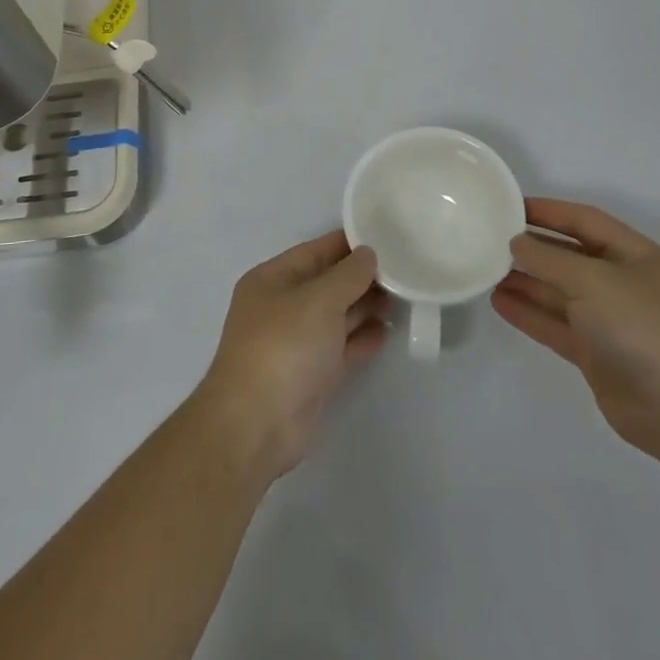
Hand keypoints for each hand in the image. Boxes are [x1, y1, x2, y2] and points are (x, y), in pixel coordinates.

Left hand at [193, 231, 386, 482]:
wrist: (257, 424)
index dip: (347, 244)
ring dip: (365, 307)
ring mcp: (296, 343)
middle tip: (403, 269)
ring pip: (336, 316)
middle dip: (361, 277)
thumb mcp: (318, 300)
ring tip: (402, 297)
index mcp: (271, 280)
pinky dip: (362, 339)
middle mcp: (282, 307)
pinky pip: (341, 348)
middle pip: (327, 283)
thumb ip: (348, 275)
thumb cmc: (283, 346)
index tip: (385, 235)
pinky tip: (388, 331)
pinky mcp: (311, 376)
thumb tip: (368, 254)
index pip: (314, 251)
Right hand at [492, 198, 659, 465]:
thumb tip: (516, 243)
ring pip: (557, 291)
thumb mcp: (593, 280)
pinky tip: (498, 302)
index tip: (506, 205)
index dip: (547, 210)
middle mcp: (620, 282)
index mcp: (632, 254)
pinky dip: (528, 313)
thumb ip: (548, 259)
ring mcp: (607, 320)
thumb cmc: (643, 327)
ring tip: (484, 270)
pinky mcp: (594, 353)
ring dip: (524, 280)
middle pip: (568, 255)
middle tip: (487, 239)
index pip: (583, 220)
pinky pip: (554, 324)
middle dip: (531, 247)